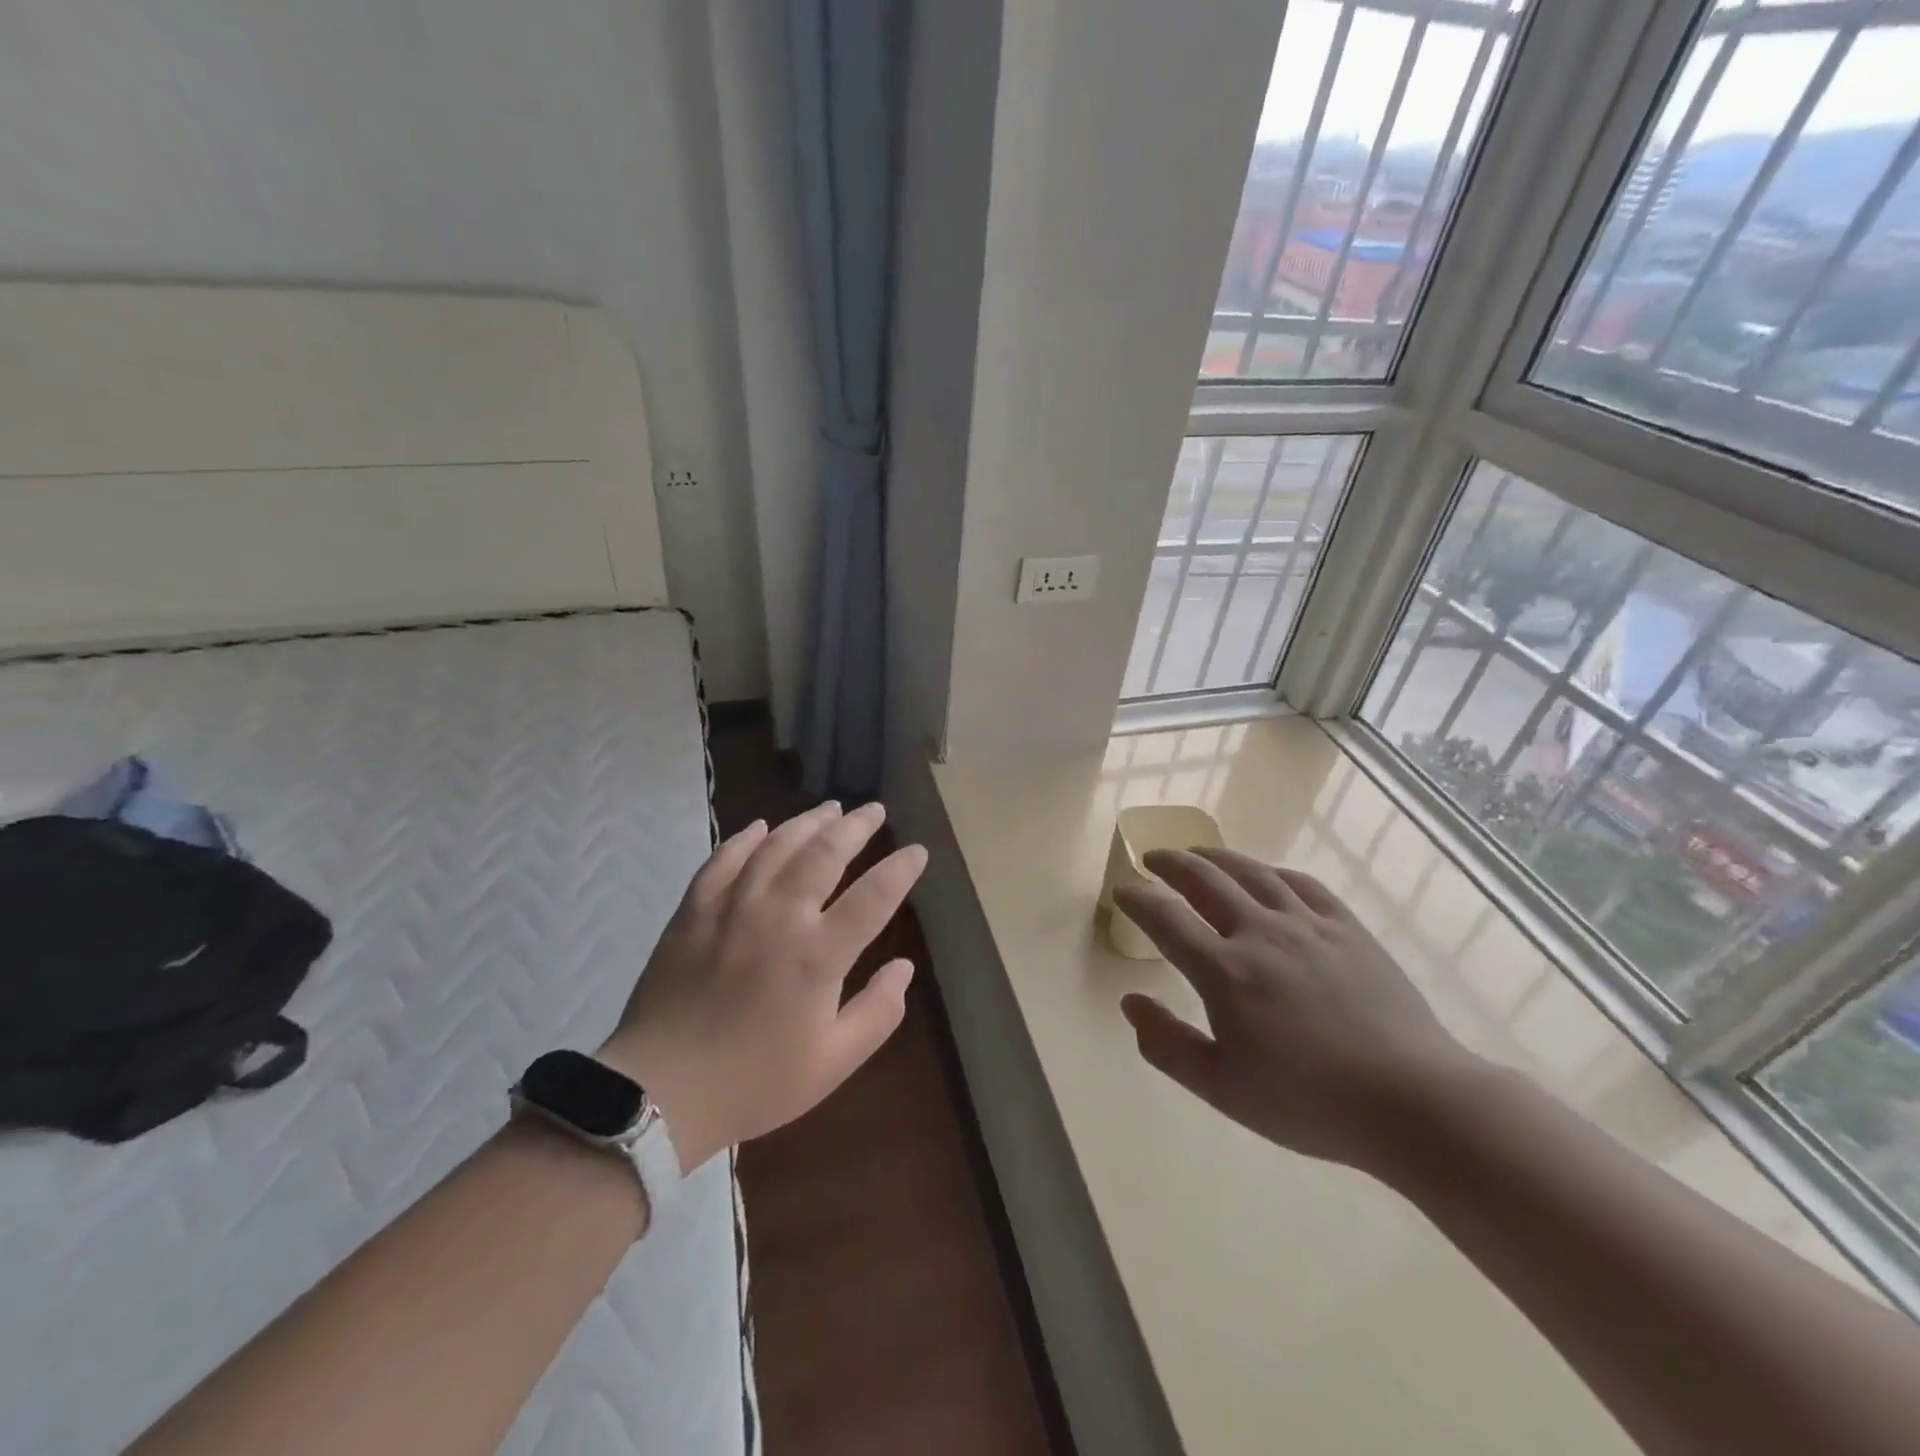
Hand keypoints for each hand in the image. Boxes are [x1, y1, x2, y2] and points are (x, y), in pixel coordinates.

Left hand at [597, 801, 926, 1172]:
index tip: (918, 851)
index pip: (873, 897)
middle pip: (824, 854)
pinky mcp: (693, 911)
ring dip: (807, 822)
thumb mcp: (833, 1063)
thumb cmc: (754, 1082)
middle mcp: (779, 917)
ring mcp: (732, 908)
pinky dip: (744, 839)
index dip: (900, 870)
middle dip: (855, 826)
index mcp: (818, 955)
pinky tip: (760, 827)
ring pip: (776, 846)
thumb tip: (905, 967)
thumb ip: (878, 1013)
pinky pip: (723, 860)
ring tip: (829, 808)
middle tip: (874, 809)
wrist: (659, 1092)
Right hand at [1112, 847, 1477, 1171]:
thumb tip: (1131, 1002)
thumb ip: (1167, 1045)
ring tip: (1198, 853)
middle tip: (1153, 857)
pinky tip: (1267, 876)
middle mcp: (1260, 933)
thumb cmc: (1308, 1102)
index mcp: (1225, 971)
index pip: (1165, 918)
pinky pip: (1302, 884)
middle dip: (1170, 863)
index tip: (1122, 891)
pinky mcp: (1347, 927)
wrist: (1412, 1101)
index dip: (1137, 899)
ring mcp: (1308, 924)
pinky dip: (1273, 872)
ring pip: (1252, 872)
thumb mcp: (1222, 1088)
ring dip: (1216, 857)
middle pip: (1204, 879)